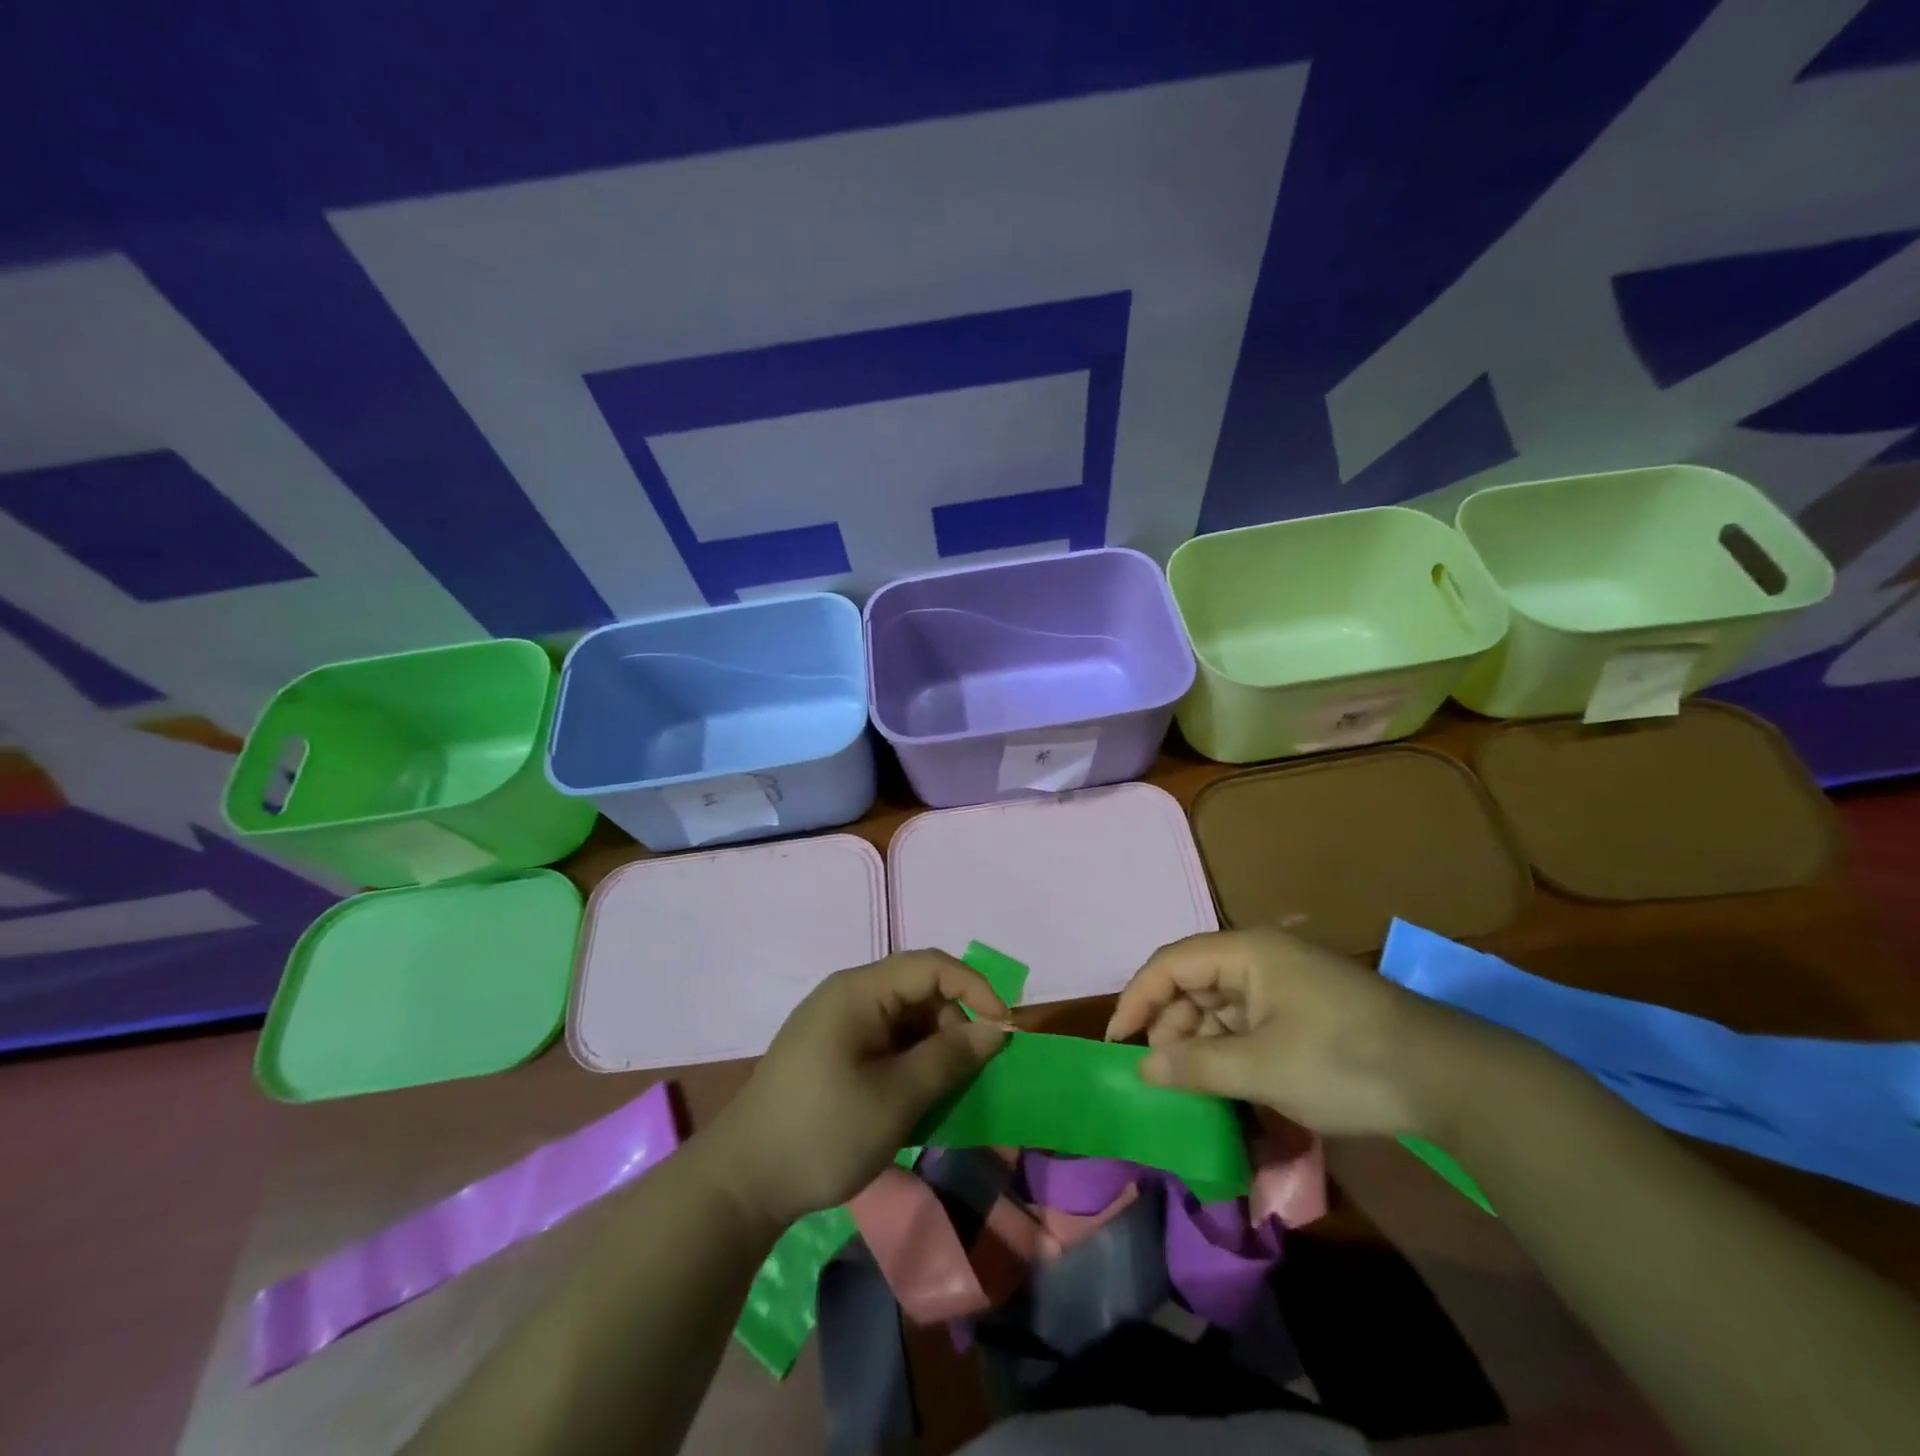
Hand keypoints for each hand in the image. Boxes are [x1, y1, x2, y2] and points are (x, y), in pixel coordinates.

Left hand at [701, 951, 1008, 1230]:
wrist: (741, 1184)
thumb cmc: (822, 1132)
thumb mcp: (896, 1098)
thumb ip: (949, 1058)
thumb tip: (994, 1029)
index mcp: (858, 992)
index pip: (930, 966)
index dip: (975, 989)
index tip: (1004, 1030)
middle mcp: (847, 996)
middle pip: (918, 990)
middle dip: (954, 1024)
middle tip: (972, 1073)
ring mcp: (836, 1025)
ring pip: (904, 1019)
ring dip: (933, 1048)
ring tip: (945, 1093)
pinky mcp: (831, 1053)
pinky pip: (885, 1042)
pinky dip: (910, 1063)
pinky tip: (916, 1100)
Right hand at [1105, 928, 1512, 1138]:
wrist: (1453, 1081)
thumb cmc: (1346, 1062)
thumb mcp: (1263, 1068)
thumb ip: (1196, 1065)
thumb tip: (1143, 1069)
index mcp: (1246, 952)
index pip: (1170, 964)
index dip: (1137, 999)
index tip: (1118, 1043)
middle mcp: (1260, 957)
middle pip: (1193, 983)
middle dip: (1170, 1026)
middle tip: (1161, 1076)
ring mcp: (1284, 983)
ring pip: (1219, 1005)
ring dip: (1199, 1042)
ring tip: (1193, 1087)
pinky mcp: (1303, 1009)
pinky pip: (1247, 1022)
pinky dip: (1230, 1049)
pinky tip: (1226, 1083)